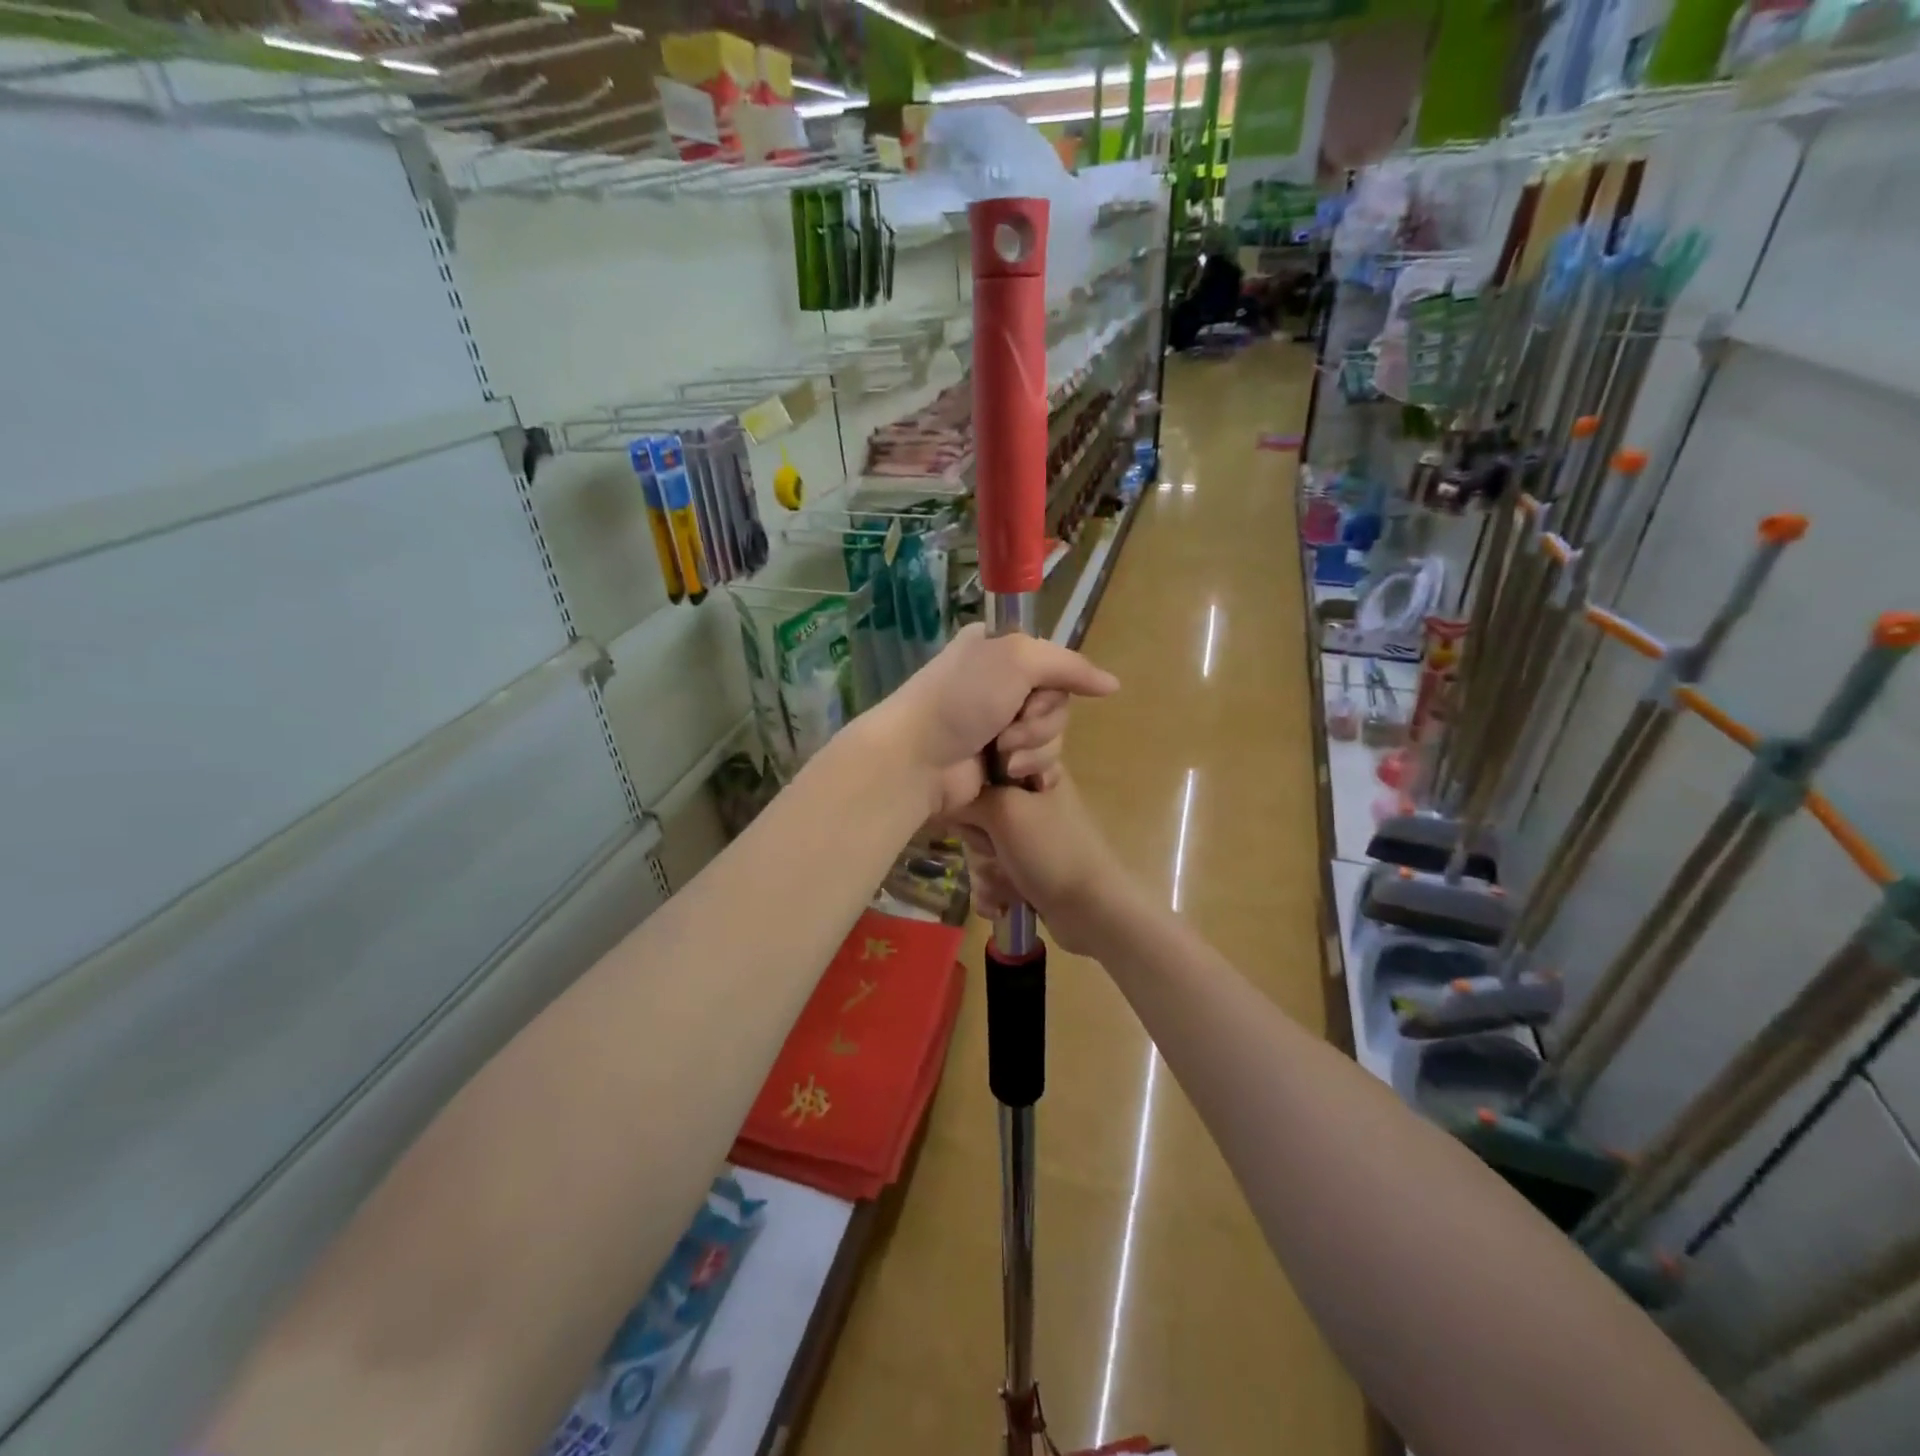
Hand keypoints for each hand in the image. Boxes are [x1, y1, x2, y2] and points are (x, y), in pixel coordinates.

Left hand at [872, 623, 1118, 817]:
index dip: (1053, 681)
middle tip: (1007, 729)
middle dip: (1039, 721)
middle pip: (1059, 702)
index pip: (1055, 662)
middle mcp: (1002, 685)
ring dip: (1032, 749)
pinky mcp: (1001, 763)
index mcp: (1000, 650)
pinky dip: (1034, 771)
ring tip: (1000, 757)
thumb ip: (1069, 666)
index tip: (1033, 691)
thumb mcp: (1017, 660)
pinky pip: (1043, 764)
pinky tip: (1019, 778)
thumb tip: (1114, 685)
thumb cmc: (961, 699)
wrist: (918, 759)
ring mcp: (1000, 726)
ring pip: (1054, 736)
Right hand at [955, 771, 1137, 955]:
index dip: (971, 789)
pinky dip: (994, 890)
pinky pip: (993, 873)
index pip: (984, 768)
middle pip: (977, 812)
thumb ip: (969, 797)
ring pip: (981, 847)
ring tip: (1003, 884)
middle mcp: (1031, 801)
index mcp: (1035, 774)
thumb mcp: (1005, 810)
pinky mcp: (1027, 869)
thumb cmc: (1051, 851)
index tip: (972, 807)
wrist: (1091, 911)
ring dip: (986, 871)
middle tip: (993, 849)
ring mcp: (1030, 838)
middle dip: (978, 840)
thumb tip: (944, 795)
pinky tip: (1003, 903)